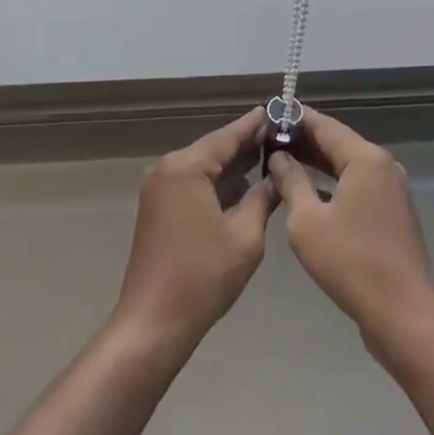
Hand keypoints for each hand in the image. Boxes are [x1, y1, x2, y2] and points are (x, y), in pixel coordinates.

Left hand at [112, 108, 278, 351]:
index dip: (254, 125)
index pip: (227, 136)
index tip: (276, 110)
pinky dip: (216, 184)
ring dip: (232, 166)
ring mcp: (158, 188)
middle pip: (213, 149)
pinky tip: (242, 187)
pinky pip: (192, 184)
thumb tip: (276, 176)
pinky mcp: (157, 208)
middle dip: (245, 145)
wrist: (153, 324)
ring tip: (268, 158)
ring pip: (203, 167)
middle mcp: (168, 168)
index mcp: (186, 167)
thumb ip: (263, 198)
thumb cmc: (203, 277)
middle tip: (281, 136)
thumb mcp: (245, 237)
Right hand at [267, 108, 433, 349]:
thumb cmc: (351, 263)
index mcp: (365, 158)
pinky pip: (357, 186)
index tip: (269, 114)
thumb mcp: (307, 221)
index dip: (295, 119)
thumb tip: (278, 157)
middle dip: (304, 141)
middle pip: (338, 143)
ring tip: (281, 162)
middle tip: (268, 140)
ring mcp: (391, 190)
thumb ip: (291, 182)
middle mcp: (382, 166)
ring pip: (347, 166)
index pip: (324, 125)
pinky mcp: (392, 214)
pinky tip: (308, 193)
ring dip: (317, 164)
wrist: (403, 316)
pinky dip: (332, 184)